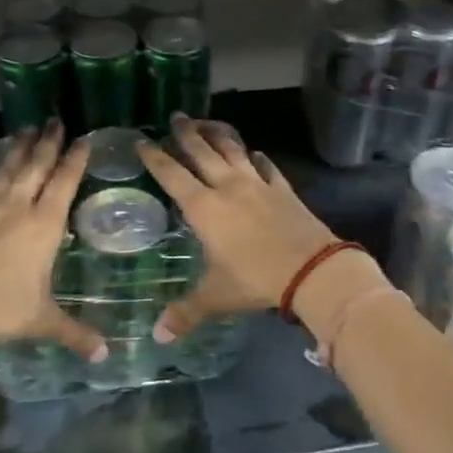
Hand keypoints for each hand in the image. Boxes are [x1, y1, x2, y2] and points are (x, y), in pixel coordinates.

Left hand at [0, 121, 106, 362]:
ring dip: (19, 145)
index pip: (65, 182)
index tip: (84, 138)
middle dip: (48, 141)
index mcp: (44, 225)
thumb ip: (74, 333)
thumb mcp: (41, 320)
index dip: (76, 158)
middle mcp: (17, 205)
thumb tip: (105, 357)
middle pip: (36, 164)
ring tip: (27, 128)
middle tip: (55, 119)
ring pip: (7, 165)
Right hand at [135, 115, 339, 340]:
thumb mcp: (215, 296)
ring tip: (208, 122)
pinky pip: (267, 167)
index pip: (172, 175)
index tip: (142, 141)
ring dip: (219, 135)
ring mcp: (258, 184)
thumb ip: (185, 312)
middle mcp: (227, 187)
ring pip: (234, 150)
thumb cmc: (255, 279)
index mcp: (204, 208)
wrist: (311, 269)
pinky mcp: (283, 189)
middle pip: (202, 153)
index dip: (155, 158)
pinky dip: (258, 158)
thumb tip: (157, 336)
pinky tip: (256, 153)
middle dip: (186, 134)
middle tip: (176, 117)